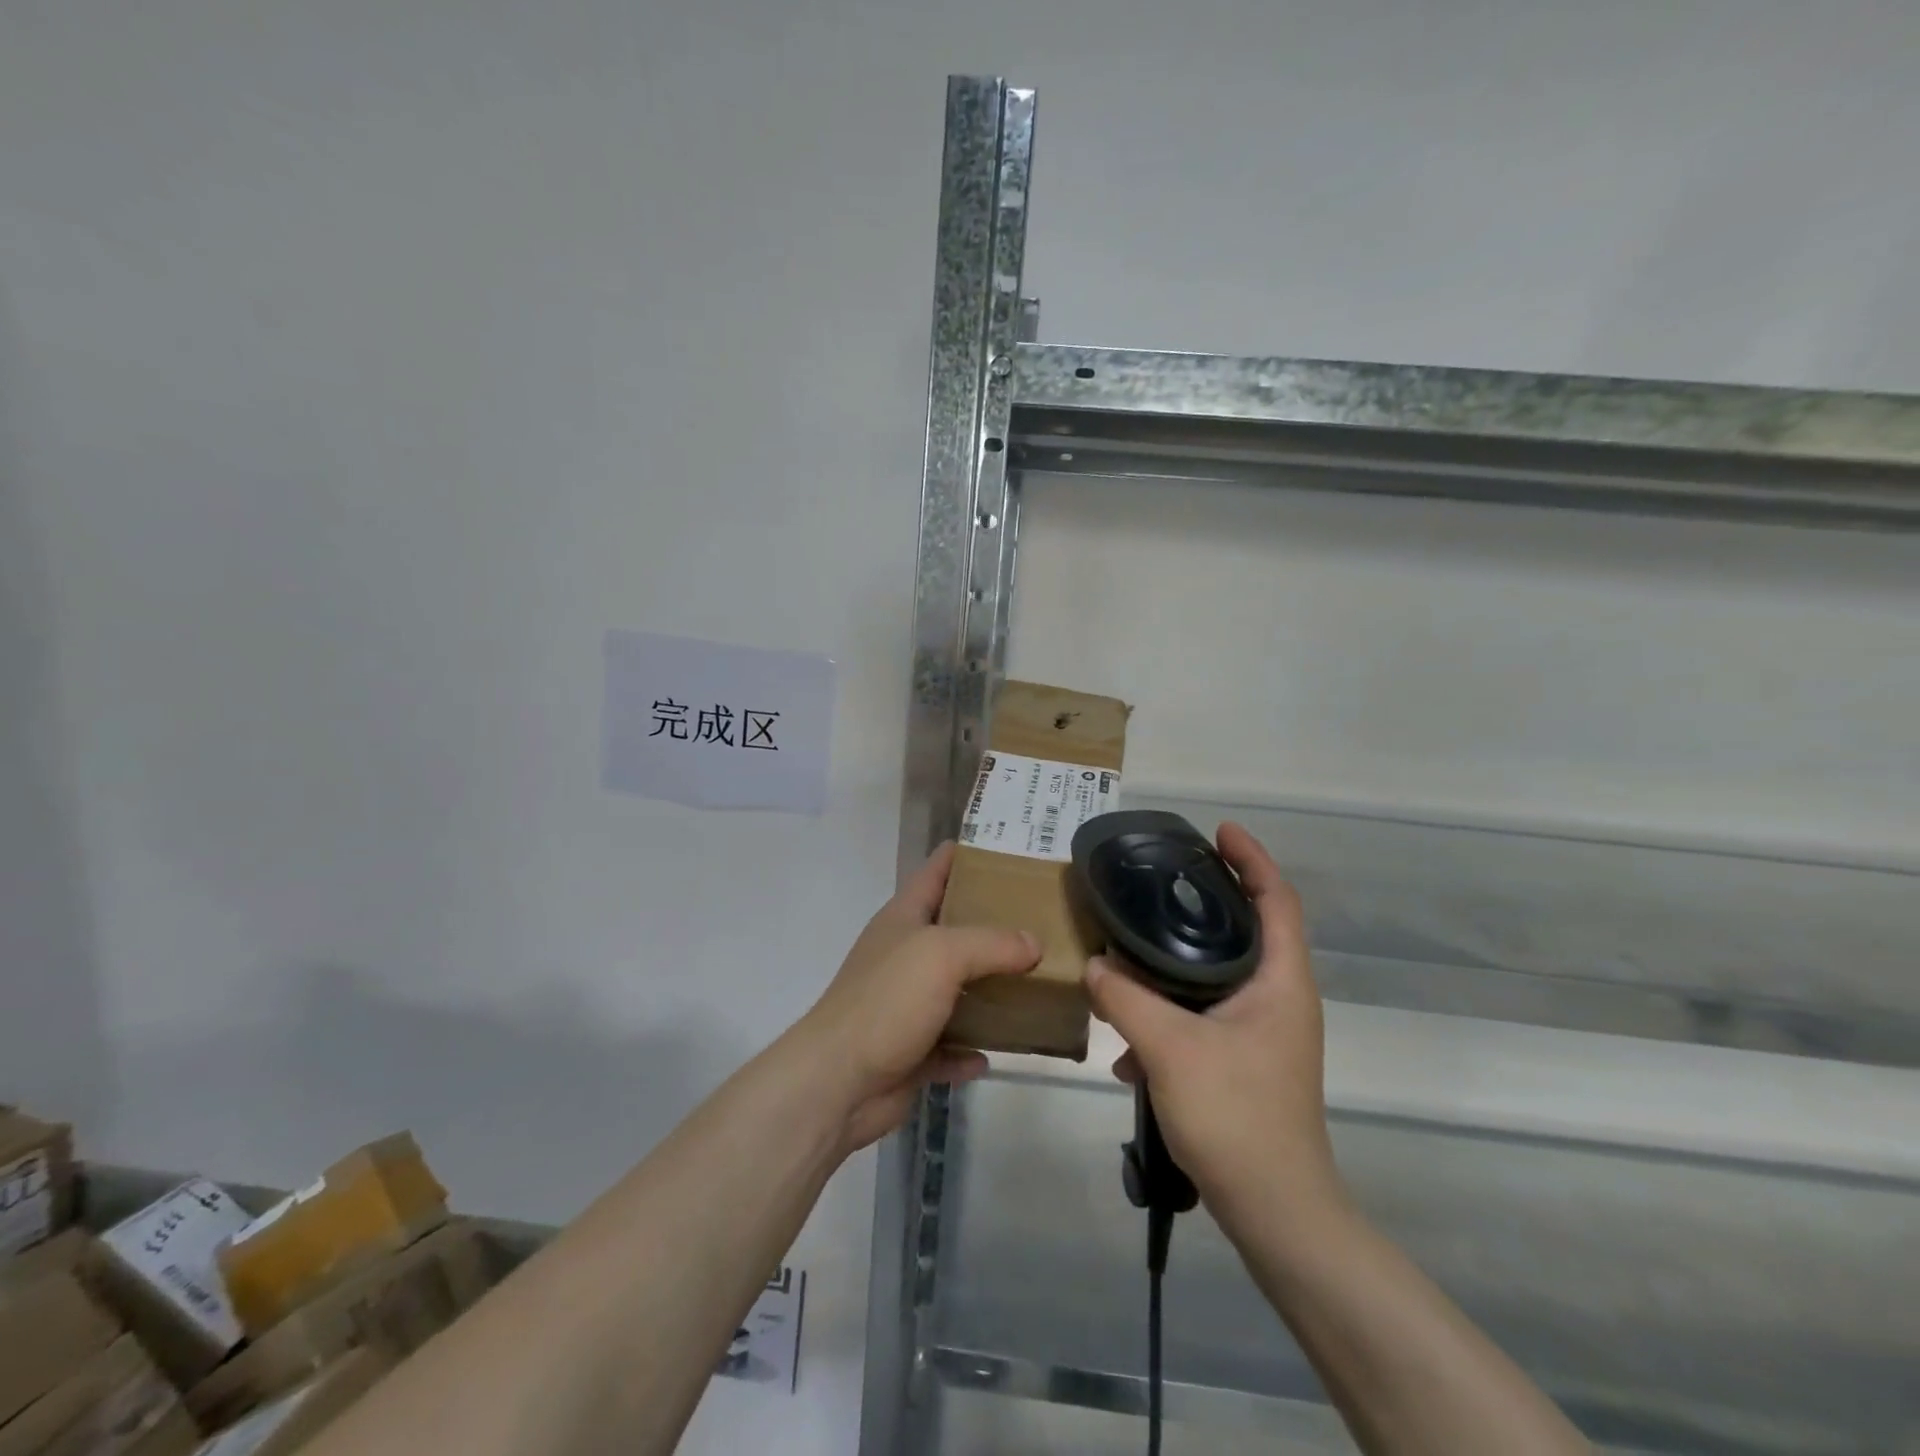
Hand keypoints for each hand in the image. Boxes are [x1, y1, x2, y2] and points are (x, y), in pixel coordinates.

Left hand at [793, 843, 1039, 1153]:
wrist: (837, 1083)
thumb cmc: (886, 1002)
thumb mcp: (942, 955)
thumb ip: (992, 944)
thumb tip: (1034, 943)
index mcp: (904, 918)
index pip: (936, 870)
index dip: (968, 854)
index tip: (1011, 851)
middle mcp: (904, 955)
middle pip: (953, 929)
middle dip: (993, 924)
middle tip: (1042, 919)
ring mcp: (904, 1004)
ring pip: (955, 990)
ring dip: (988, 991)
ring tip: (1036, 983)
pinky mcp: (909, 1051)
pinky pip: (949, 1046)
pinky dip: (969, 1049)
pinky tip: (995, 1053)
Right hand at [1085, 822, 1345, 1232]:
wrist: (1275, 1213)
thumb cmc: (1237, 1117)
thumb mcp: (1171, 1049)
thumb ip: (1127, 999)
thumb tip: (1093, 964)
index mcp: (1281, 982)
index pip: (1278, 900)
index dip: (1253, 859)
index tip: (1218, 830)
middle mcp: (1279, 999)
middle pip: (1247, 930)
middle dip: (1206, 902)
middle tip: (1161, 879)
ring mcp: (1263, 1034)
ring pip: (1219, 977)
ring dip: (1176, 967)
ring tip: (1129, 956)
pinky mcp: (1244, 1062)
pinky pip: (1203, 1018)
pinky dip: (1169, 1017)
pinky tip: (1127, 1048)